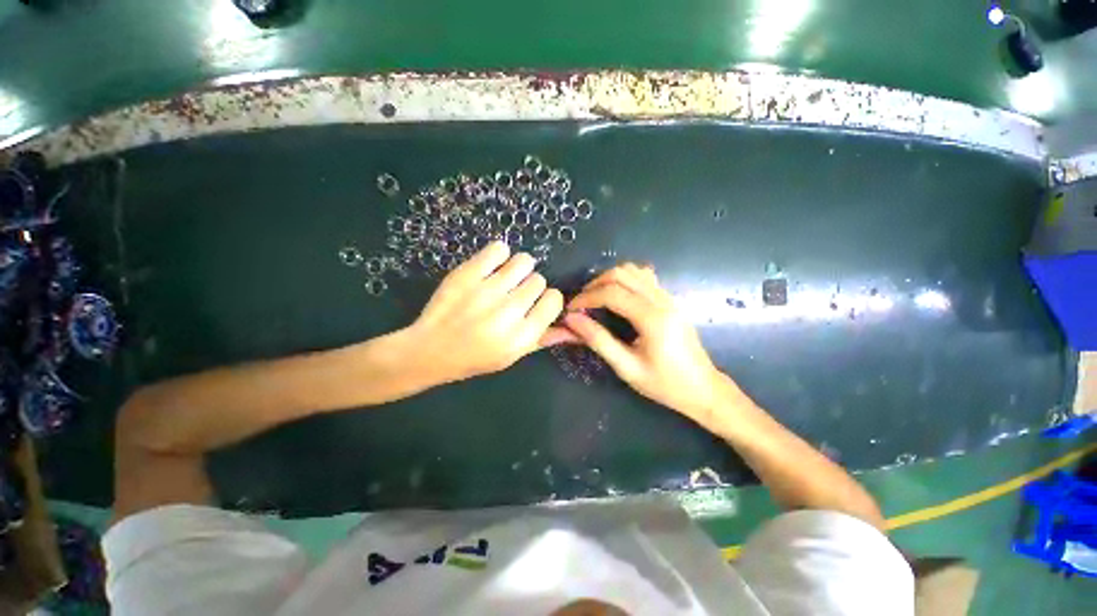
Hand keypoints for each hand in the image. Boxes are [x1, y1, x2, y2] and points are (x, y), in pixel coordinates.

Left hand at [401, 241, 569, 384]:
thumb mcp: (513, 356)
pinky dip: (499, 255)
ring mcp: (486, 290)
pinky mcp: (467, 274)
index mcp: (522, 335)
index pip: (554, 300)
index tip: (535, 303)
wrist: (429, 351)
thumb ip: (545, 339)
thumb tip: (575, 329)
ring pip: (523, 261)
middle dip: (530, 287)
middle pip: (538, 280)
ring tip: (505, 279)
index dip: (547, 300)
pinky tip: (491, 267)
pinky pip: (499, 249)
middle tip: (513, 295)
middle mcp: (508, 312)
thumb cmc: (475, 358)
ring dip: (519, 269)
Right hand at [562, 263, 734, 425]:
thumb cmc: (665, 385)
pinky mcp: (671, 300)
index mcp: (652, 319)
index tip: (570, 309)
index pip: (612, 294)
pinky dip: (626, 279)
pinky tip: (618, 296)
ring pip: (634, 270)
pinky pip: (645, 277)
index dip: (586, 298)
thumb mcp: (627, 368)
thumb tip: (572, 320)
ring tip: (597, 298)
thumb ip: (598, 340)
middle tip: (582, 303)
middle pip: (622, 274)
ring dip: (610, 279)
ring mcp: (669, 297)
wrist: (704, 389)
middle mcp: (662, 301)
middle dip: (595, 284)